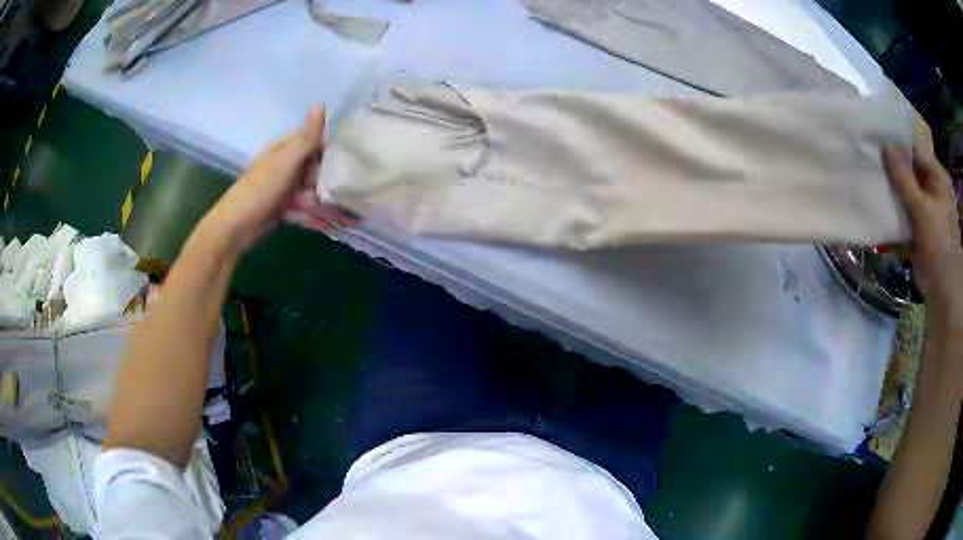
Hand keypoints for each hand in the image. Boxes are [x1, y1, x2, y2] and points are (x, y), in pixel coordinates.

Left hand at [199, 106, 355, 253]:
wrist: (235, 227)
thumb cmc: (260, 189)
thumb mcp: (286, 161)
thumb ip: (306, 137)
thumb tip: (320, 104)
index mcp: (285, 150)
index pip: (315, 144)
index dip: (333, 152)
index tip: (355, 161)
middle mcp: (285, 167)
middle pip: (316, 171)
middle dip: (335, 183)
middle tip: (359, 193)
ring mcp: (284, 190)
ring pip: (312, 194)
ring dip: (330, 205)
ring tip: (354, 217)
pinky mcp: (283, 210)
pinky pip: (305, 212)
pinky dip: (318, 219)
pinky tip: (336, 228)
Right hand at [883, 120, 961, 314]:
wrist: (942, 290)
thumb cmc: (939, 244)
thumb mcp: (922, 208)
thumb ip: (903, 177)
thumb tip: (883, 145)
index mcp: (936, 175)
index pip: (914, 148)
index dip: (896, 140)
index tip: (874, 135)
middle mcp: (931, 186)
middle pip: (909, 167)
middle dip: (890, 163)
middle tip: (867, 153)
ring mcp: (925, 207)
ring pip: (904, 189)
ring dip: (890, 186)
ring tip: (867, 173)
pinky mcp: (918, 225)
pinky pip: (903, 209)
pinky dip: (892, 206)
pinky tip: (876, 200)